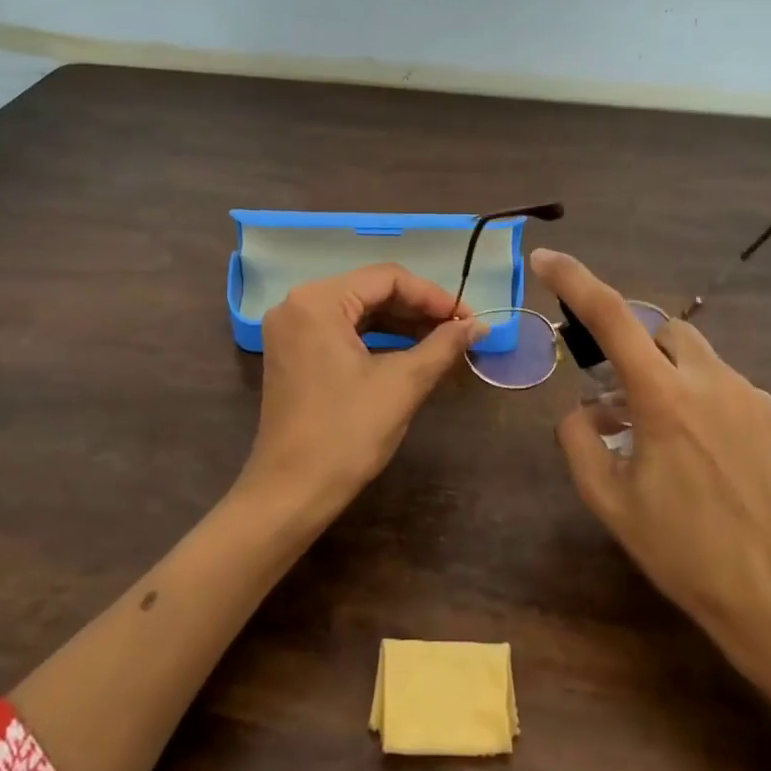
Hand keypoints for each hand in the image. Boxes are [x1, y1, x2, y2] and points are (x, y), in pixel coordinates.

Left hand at [241, 263, 480, 519]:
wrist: (291, 493)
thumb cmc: (346, 434)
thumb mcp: (402, 384)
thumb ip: (443, 345)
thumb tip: (479, 325)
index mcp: (318, 301)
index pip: (387, 278)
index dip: (434, 296)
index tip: (468, 319)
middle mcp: (298, 304)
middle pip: (371, 290)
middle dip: (418, 309)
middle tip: (460, 330)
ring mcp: (292, 329)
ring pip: (359, 311)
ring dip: (401, 324)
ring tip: (443, 341)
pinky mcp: (294, 353)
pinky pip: (343, 331)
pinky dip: (378, 339)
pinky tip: (410, 352)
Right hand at [530, 248, 770, 691]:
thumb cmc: (685, 552)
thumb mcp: (610, 503)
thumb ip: (579, 443)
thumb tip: (581, 412)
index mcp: (664, 397)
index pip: (612, 316)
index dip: (574, 280)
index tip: (545, 258)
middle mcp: (712, 381)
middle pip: (661, 328)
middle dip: (632, 344)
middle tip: (614, 392)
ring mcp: (752, 397)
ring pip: (696, 357)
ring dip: (666, 374)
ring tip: (655, 433)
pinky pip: (725, 387)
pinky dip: (698, 398)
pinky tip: (698, 453)